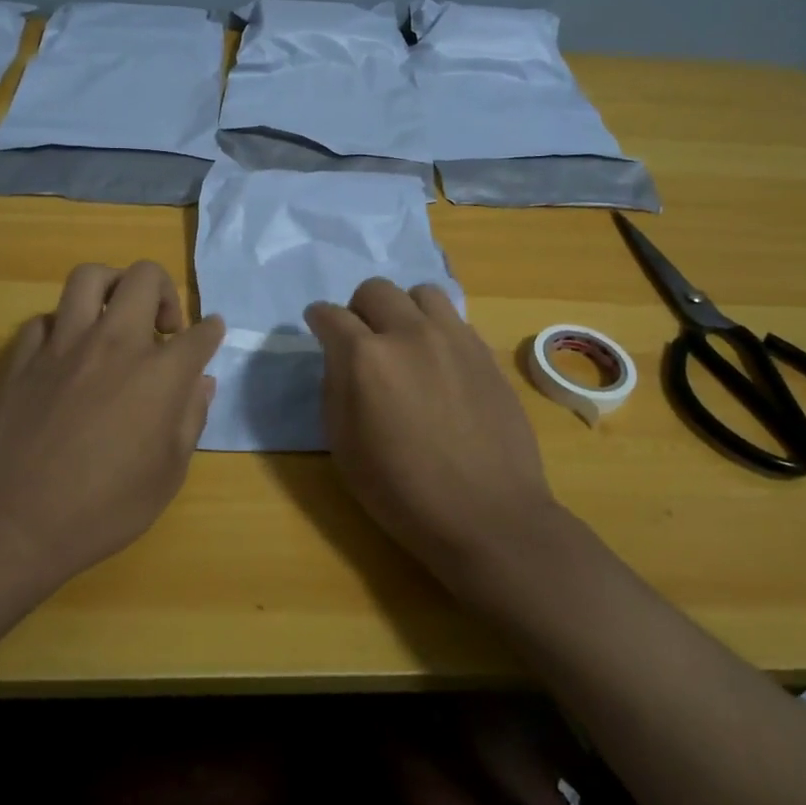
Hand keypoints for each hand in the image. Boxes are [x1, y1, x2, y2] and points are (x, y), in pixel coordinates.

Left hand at [0, 261, 224, 582]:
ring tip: (115, 317)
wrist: (13, 523)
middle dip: (164, 291)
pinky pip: (46, 319)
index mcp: (159, 374)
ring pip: (89, 277)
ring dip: (111, 287)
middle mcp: (114, 343)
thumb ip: (190, 419)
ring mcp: (63, 344)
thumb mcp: (168, 475)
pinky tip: (67, 354)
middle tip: (162, 326)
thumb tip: (201, 383)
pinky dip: (63, 327)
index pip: (200, 333)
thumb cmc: (104, 509)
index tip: (210, 334)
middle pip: (144, 277)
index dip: (211, 331)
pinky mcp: (23, 356)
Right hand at [305, 279, 563, 583]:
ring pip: (421, 293)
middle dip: (359, 309)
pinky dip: (437, 329)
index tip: (318, 328)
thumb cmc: (402, 491)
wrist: (487, 515)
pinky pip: (454, 319)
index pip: (330, 315)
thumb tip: (340, 357)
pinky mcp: (485, 352)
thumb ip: (334, 387)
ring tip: (405, 342)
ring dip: (404, 310)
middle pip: (375, 290)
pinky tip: (439, 362)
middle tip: (361, 339)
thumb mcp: (344, 446)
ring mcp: (454, 338)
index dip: (318, 320)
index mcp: (366, 357)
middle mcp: (409, 333)